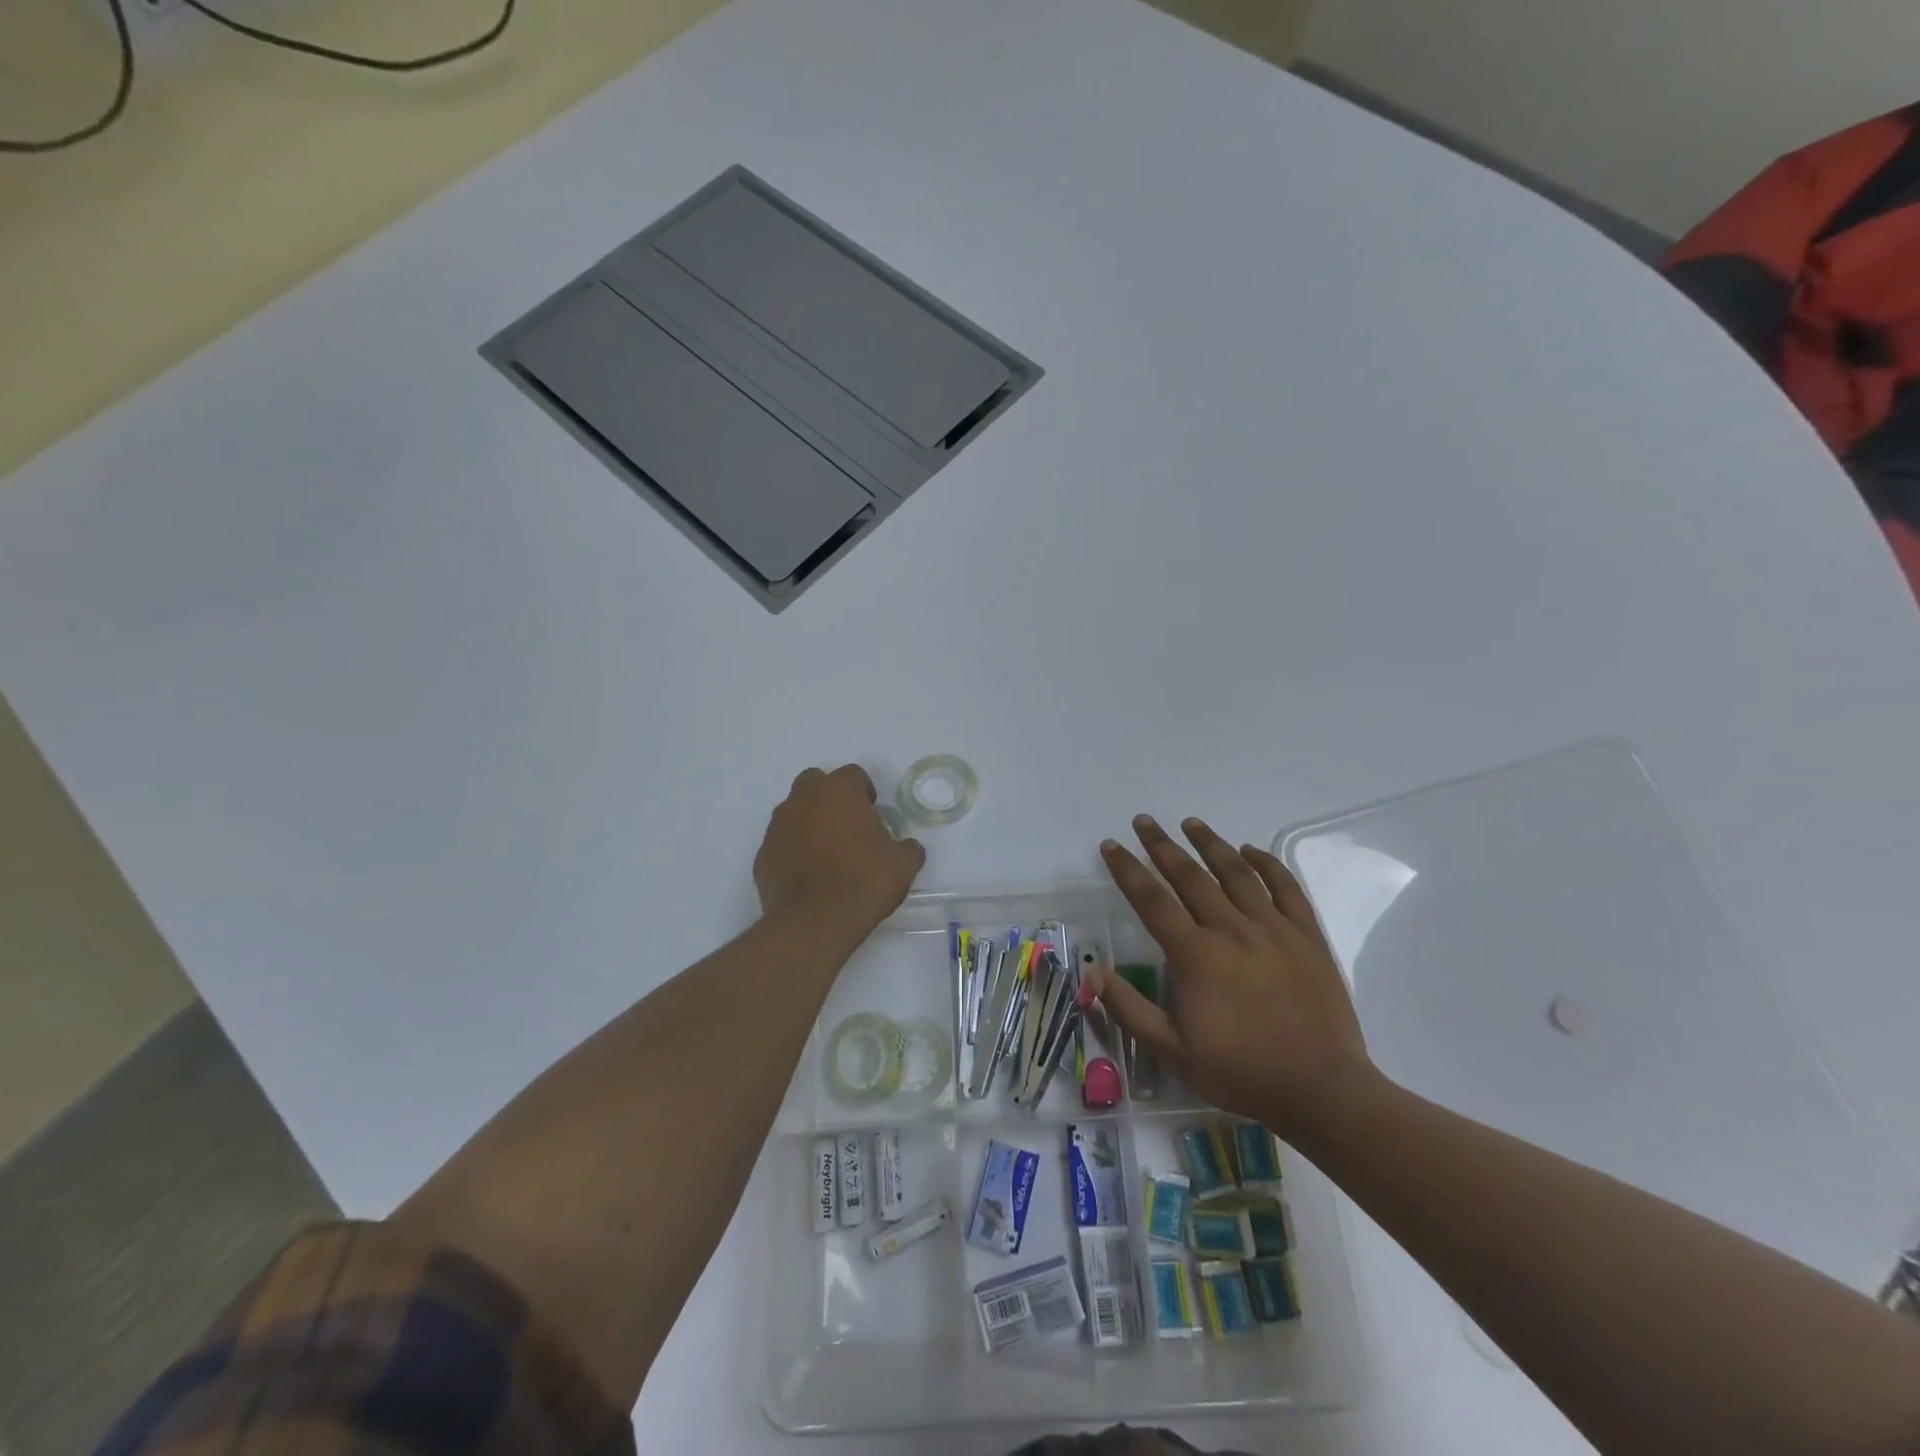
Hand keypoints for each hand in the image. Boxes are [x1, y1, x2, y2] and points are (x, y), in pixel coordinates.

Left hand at [754, 765, 925, 939]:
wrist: (815, 921)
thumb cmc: (863, 881)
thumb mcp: (903, 865)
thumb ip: (907, 848)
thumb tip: (908, 847)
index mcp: (839, 791)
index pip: (853, 775)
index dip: (864, 792)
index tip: (872, 814)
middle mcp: (803, 799)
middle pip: (815, 783)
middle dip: (829, 798)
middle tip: (847, 826)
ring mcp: (778, 826)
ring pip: (794, 811)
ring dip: (809, 823)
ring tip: (827, 853)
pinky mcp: (763, 855)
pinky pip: (781, 843)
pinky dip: (793, 851)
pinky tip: (808, 875)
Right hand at [1086, 815, 1376, 1141]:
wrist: (1323, 1090)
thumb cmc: (1242, 1072)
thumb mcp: (1172, 1051)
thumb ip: (1129, 1008)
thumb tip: (1092, 971)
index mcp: (1196, 955)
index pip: (1152, 900)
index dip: (1128, 869)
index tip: (1111, 845)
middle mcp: (1232, 930)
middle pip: (1190, 876)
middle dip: (1162, 845)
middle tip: (1144, 821)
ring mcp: (1274, 929)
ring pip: (1236, 873)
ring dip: (1211, 844)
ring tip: (1191, 823)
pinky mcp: (1307, 937)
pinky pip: (1286, 889)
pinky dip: (1267, 864)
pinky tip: (1251, 850)